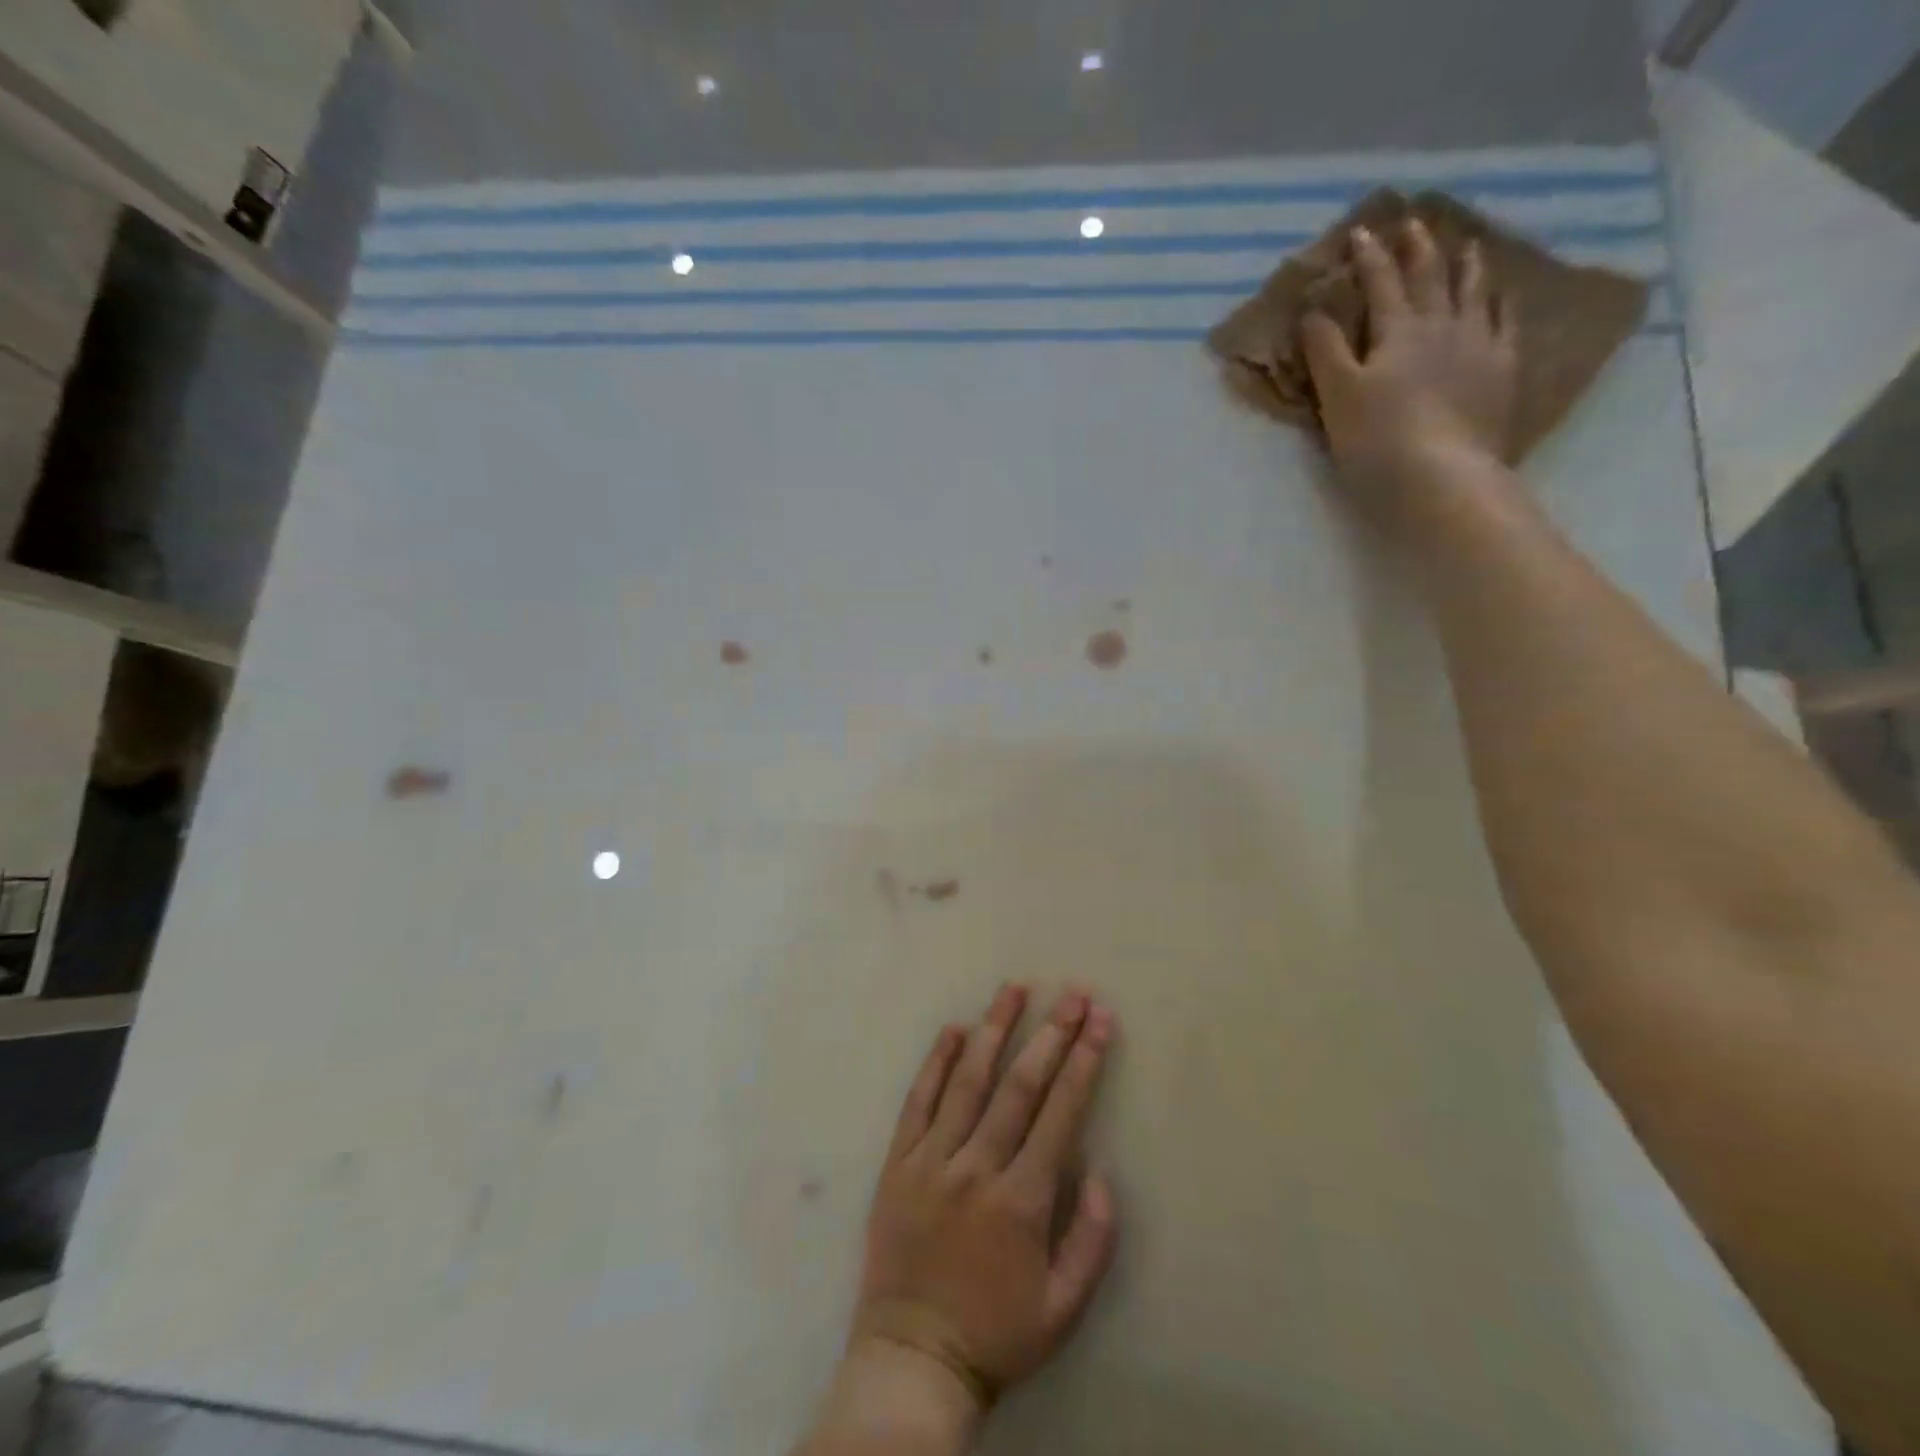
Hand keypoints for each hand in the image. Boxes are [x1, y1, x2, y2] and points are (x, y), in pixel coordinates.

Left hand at [851, 985, 1118, 1409]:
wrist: (913, 1359)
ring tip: (1013, 989)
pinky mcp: (898, 1162)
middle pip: (1018, 1085)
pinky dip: (936, 1062)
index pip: (1060, 1113)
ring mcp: (932, 1160)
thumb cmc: (997, 1332)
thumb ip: (1093, 1241)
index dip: (1084, 1062)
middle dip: (1050, 1034)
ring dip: (994, 1030)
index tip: (1099, 1021)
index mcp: (1022, 1200)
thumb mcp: (1064, 1308)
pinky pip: (918, 1101)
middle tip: (1071, 994)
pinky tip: (954, 1030)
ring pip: (968, 1081)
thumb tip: (1101, 1173)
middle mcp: (976, 1167)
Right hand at [1303, 219, 1520, 539]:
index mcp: (1397, 332)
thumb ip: (1325, 351)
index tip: (1361, 232)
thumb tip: (1313, 311)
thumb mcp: (1337, 396)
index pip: (1381, 283)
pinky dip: (1502, 302)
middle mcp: (1442, 326)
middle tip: (1414, 222)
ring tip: (1466, 244)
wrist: (1441, 476)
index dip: (1369, 257)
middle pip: (1430, 278)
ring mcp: (1479, 346)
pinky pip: (1506, 324)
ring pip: (1473, 292)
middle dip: (1418, 249)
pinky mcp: (1503, 372)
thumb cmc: (1377, 439)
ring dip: (1466, 265)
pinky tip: (1503, 295)